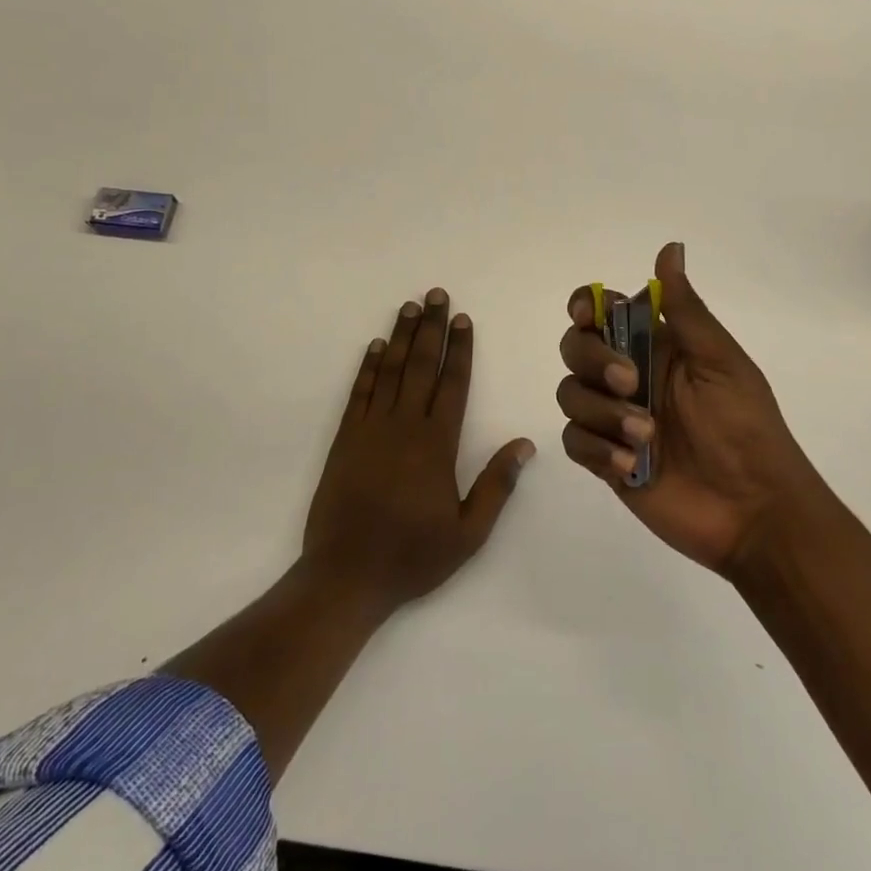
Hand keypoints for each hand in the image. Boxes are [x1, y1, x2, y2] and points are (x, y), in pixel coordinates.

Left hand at [304, 288, 535, 611]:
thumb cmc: (412, 556)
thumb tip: (524, 444)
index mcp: (437, 444)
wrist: (346, 576)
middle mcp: (404, 425)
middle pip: (422, 365)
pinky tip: (375, 346)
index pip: (453, 384)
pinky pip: (359, 392)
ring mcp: (371, 428)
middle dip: (431, 327)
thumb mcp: (468, 533)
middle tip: (437, 294)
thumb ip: (497, 485)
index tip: (463, 319)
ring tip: (410, 306)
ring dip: (401, 336)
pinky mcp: (345, 438)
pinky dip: (368, 366)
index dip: (460, 349)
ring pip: (390, 370)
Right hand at [557, 242, 825, 576]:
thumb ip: (685, 309)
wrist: (755, 510)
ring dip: (601, 412)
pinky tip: (631, 465)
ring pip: (570, 394)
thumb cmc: (745, 427)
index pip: (603, 312)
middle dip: (593, 360)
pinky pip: (574, 441)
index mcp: (656, 346)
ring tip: (646, 437)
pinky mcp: (606, 460)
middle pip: (575, 348)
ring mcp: (613, 419)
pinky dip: (597, 449)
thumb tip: (670, 247)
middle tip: (630, 383)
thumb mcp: (720, 361)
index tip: (587, 316)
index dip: (586, 306)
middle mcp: (627, 376)